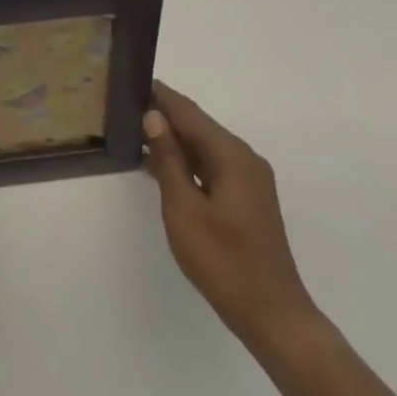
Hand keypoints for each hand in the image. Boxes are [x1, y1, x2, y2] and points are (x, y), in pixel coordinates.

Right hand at [142, 79, 321, 353]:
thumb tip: (154, 117)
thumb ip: (168, 160)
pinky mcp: (246, 198)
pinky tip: (159, 167)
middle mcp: (244, 158)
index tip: (131, 80)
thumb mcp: (184, 211)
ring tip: (134, 132)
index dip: (160, 95)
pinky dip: (186, 162)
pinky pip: (211, 167)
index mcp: (231, 155)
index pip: (189, 112)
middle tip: (124, 107)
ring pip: (204, 147)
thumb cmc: (223, 262)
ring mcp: (248, 179)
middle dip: (164, 115)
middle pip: (198, 126)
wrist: (272, 315)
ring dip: (173, 140)